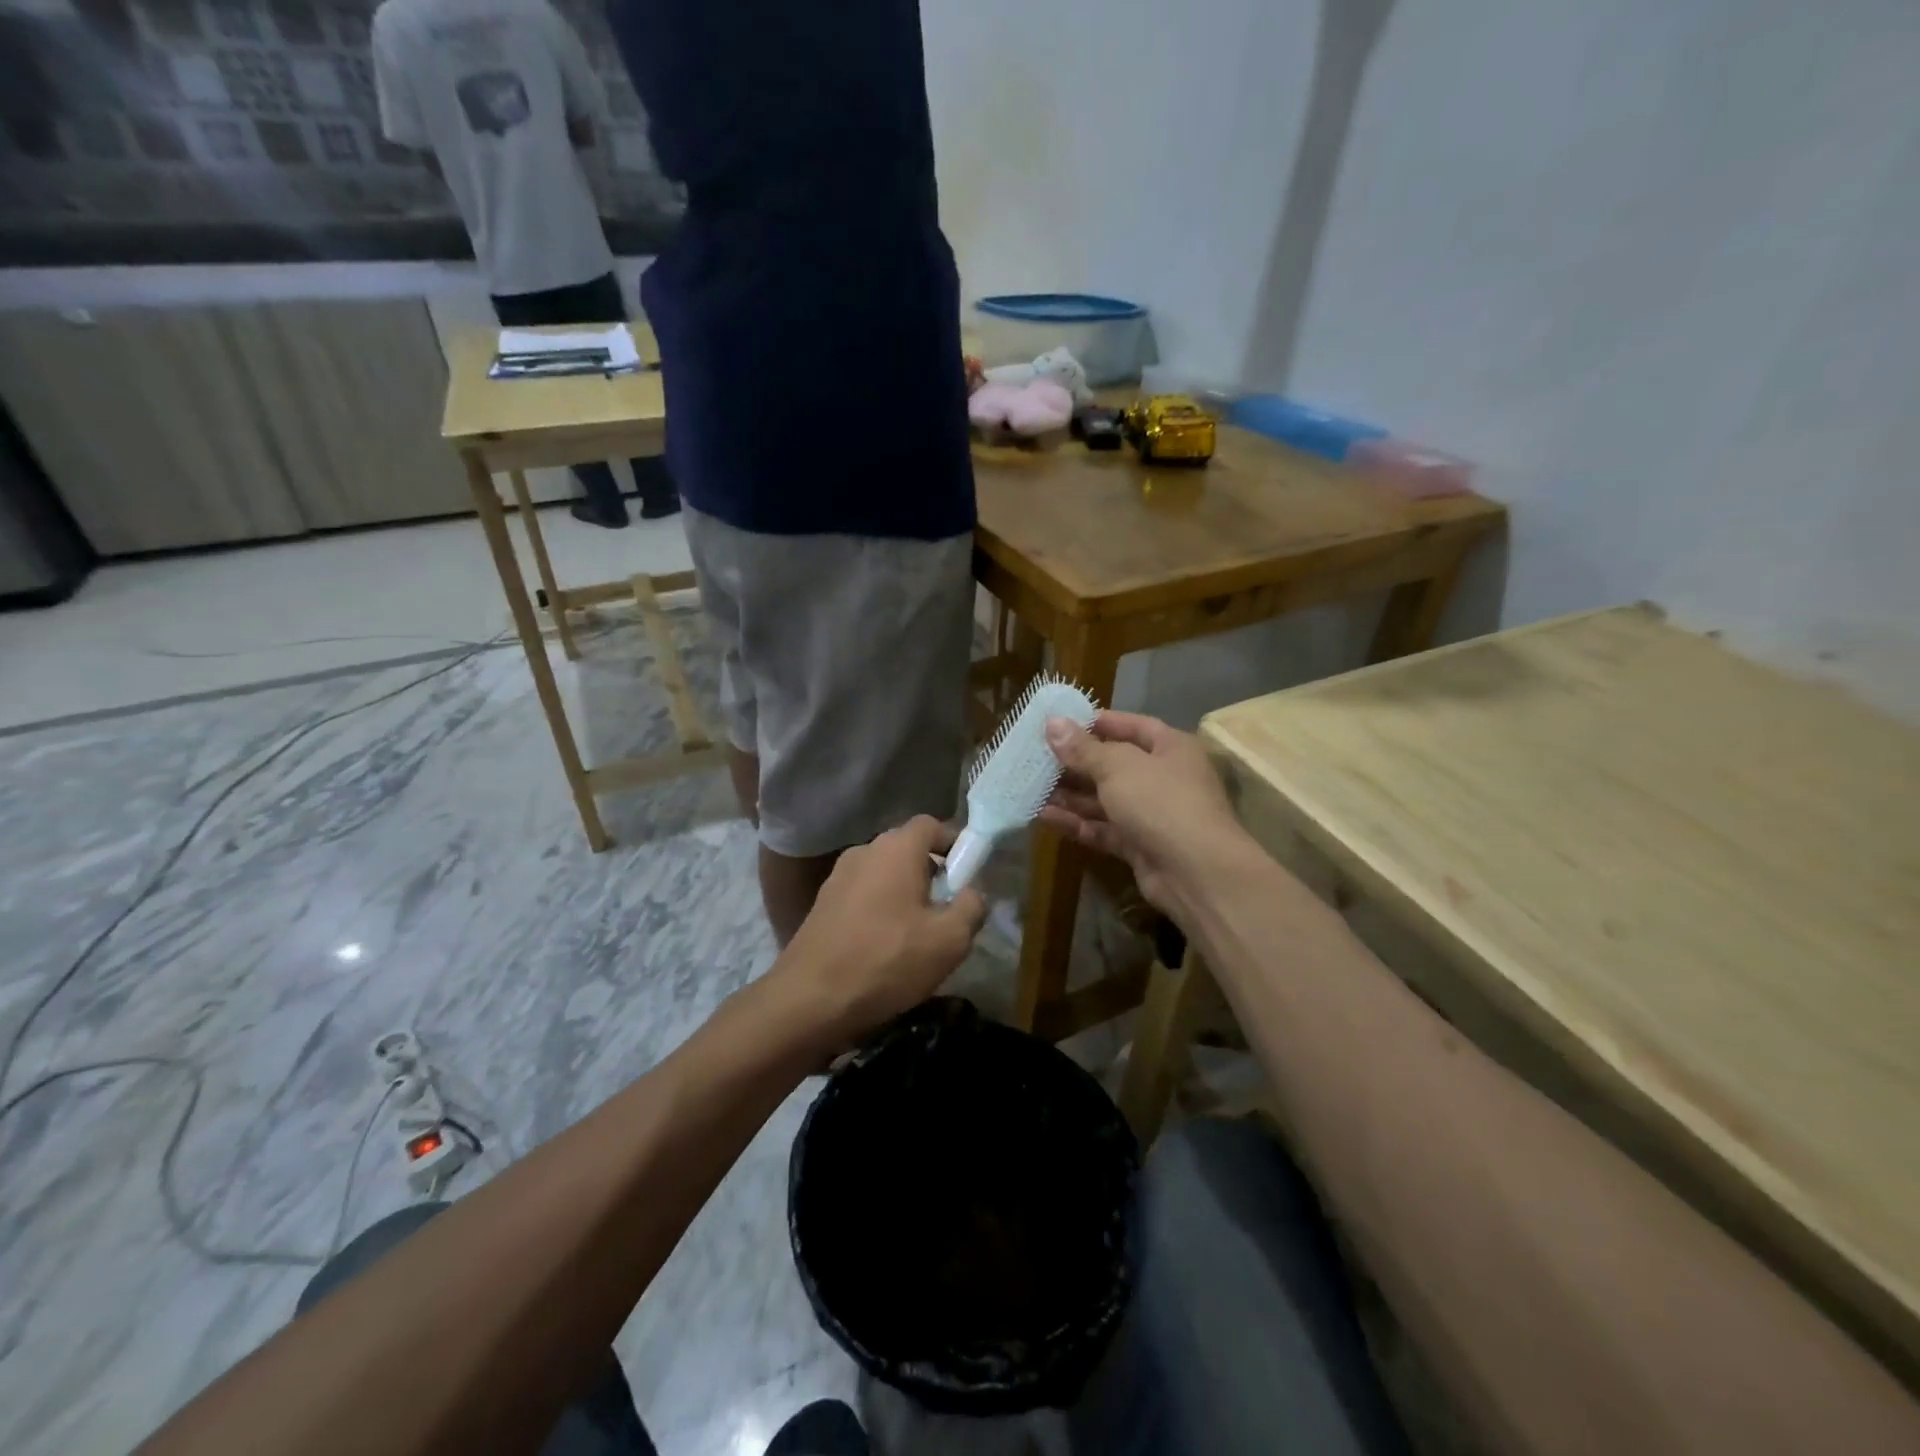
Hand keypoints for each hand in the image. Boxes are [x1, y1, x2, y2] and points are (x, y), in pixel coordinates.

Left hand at [778, 816, 988, 1046]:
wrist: (809, 999)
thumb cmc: (887, 960)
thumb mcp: (949, 940)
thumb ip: (972, 907)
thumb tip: (972, 893)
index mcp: (896, 849)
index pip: (932, 825)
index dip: (954, 844)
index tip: (968, 876)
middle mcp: (865, 851)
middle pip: (908, 850)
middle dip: (932, 874)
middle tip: (947, 911)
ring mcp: (838, 877)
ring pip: (885, 875)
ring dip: (905, 895)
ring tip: (917, 936)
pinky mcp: (822, 904)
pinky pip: (863, 895)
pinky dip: (880, 911)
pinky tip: (885, 948)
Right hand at [1040, 711, 1248, 922]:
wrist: (1197, 873)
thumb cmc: (1161, 802)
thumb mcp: (1117, 767)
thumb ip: (1083, 748)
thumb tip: (1053, 724)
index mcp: (1171, 748)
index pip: (1131, 725)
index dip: (1096, 722)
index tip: (1060, 723)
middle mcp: (1164, 778)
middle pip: (1113, 764)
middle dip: (1075, 762)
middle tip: (1035, 757)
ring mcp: (1152, 814)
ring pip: (1105, 799)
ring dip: (1070, 794)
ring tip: (1031, 787)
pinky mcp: (1140, 846)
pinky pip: (1103, 828)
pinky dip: (1076, 823)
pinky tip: (1043, 816)